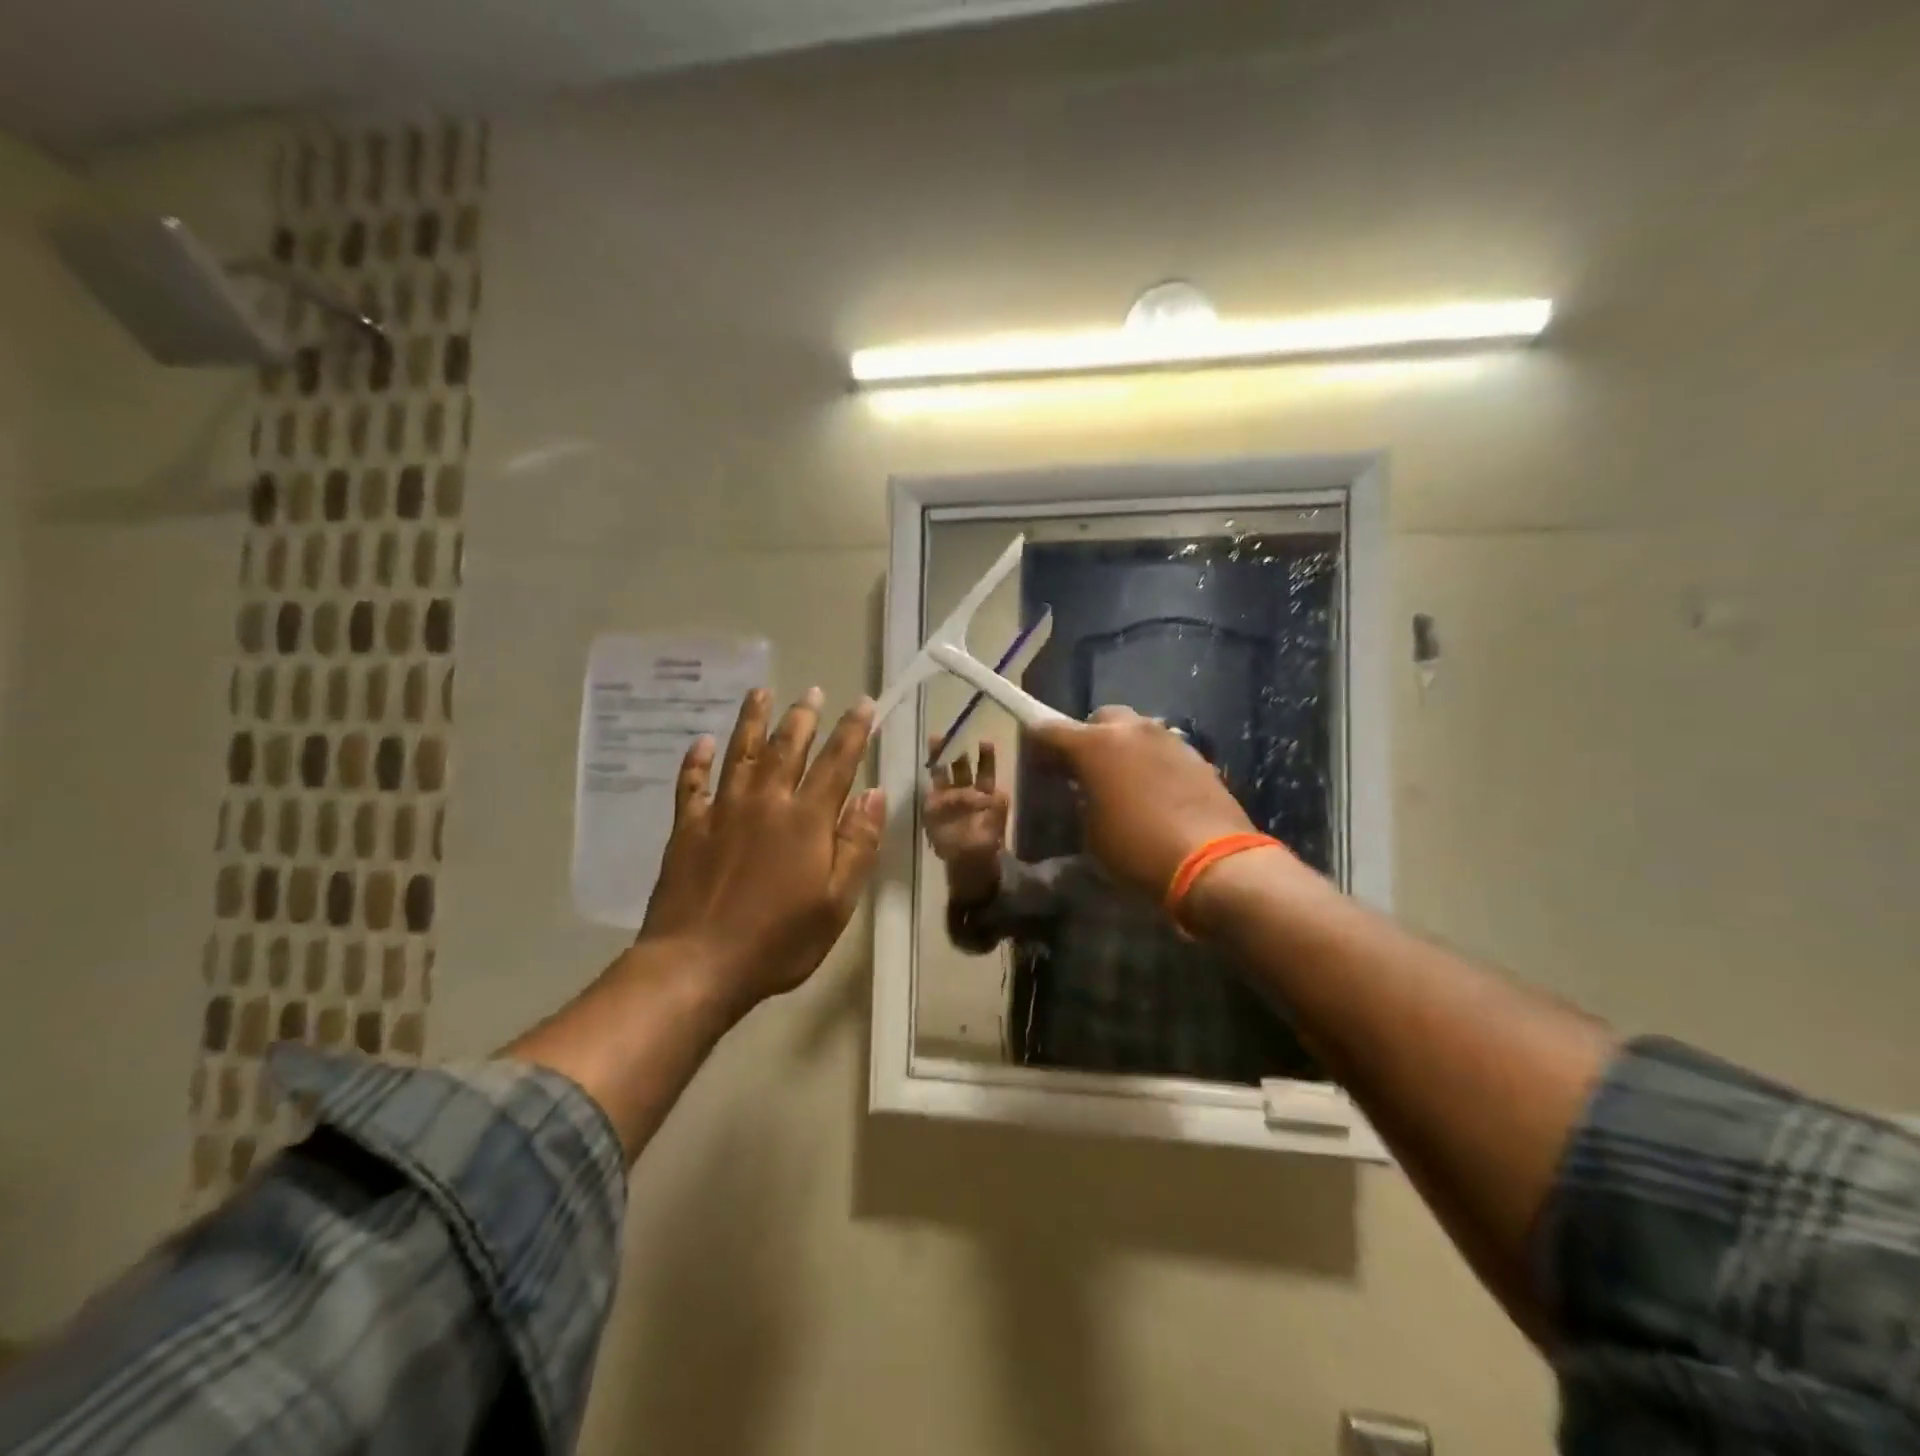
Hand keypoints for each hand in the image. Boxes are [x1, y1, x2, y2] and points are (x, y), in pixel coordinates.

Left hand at [640, 688, 885, 1014]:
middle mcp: (765, 802)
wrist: (697, 964)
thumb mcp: (837, 902)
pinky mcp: (687, 828)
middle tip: (813, 691)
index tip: (864, 703)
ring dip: (752, 720)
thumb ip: (858, 844)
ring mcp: (721, 812)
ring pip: (740, 753)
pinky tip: (701, 743)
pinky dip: (696, 761)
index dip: (853, 731)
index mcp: (806, 820)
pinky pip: (691, 784)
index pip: (836, 763)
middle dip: (804, 717)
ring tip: (761, 692)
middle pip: (786, 748)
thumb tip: (874, 793)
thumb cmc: (778, 941)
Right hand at [922, 739, 1009, 889]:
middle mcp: (965, 792)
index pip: (984, 770)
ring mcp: (947, 799)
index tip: (985, 742)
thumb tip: (990, 794)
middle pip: (960, 767)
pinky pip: (932, 793)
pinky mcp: (933, 809)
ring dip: (939, 758)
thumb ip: (996, 806)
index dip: (985, 756)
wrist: (970, 863)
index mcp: (984, 792)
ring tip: (935, 741)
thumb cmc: (987, 841)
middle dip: (956, 750)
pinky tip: (929, 771)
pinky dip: (931, 785)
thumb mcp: (997, 820)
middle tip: (953, 734)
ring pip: (943, 774)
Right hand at [1028, 706, 1276, 900]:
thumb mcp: (1091, 832)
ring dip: (1123, 749)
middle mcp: (1131, 730)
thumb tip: (1085, 791)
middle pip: (1100, 719)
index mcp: (1095, 744)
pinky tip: (1154, 793)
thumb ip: (1081, 799)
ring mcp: (1168, 739)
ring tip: (1122, 783)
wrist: (1213, 863)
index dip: (1038, 743)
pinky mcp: (1197, 756)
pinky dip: (1151, 763)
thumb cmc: (1137, 849)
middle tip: (1084, 771)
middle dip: (1088, 738)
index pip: (1050, 730)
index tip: (1036, 760)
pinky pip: (1162, 750)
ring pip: (1135, 731)